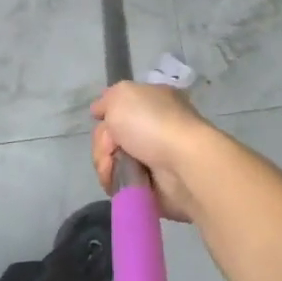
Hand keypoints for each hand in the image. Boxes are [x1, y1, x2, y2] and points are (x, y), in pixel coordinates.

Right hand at [90, 81, 220, 222]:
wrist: (183, 165)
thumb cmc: (153, 124)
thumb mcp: (122, 95)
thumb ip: (107, 99)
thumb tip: (98, 110)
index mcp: (152, 103)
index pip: (118, 108)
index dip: (106, 115)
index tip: (99, 120)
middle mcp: (153, 128)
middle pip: (111, 137)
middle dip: (103, 145)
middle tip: (111, 150)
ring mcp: (153, 158)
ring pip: (113, 161)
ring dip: (106, 166)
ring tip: (113, 171)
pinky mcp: (151, 185)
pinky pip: (121, 182)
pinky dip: (115, 183)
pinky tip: (118, 183)